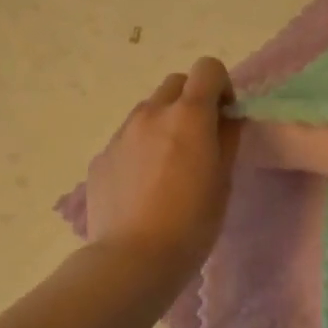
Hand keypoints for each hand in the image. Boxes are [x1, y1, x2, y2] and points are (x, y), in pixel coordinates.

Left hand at [86, 57, 239, 283]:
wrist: (133, 258)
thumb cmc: (191, 222)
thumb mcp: (223, 180)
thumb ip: (227, 139)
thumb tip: (227, 118)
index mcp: (188, 115)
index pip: (207, 68)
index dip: (221, 86)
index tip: (224, 116)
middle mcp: (151, 113)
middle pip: (175, 83)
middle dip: (191, 100)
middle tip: (199, 137)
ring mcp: (121, 134)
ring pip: (148, 110)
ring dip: (164, 123)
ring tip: (169, 165)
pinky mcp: (101, 157)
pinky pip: (127, 139)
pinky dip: (140, 148)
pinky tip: (144, 187)